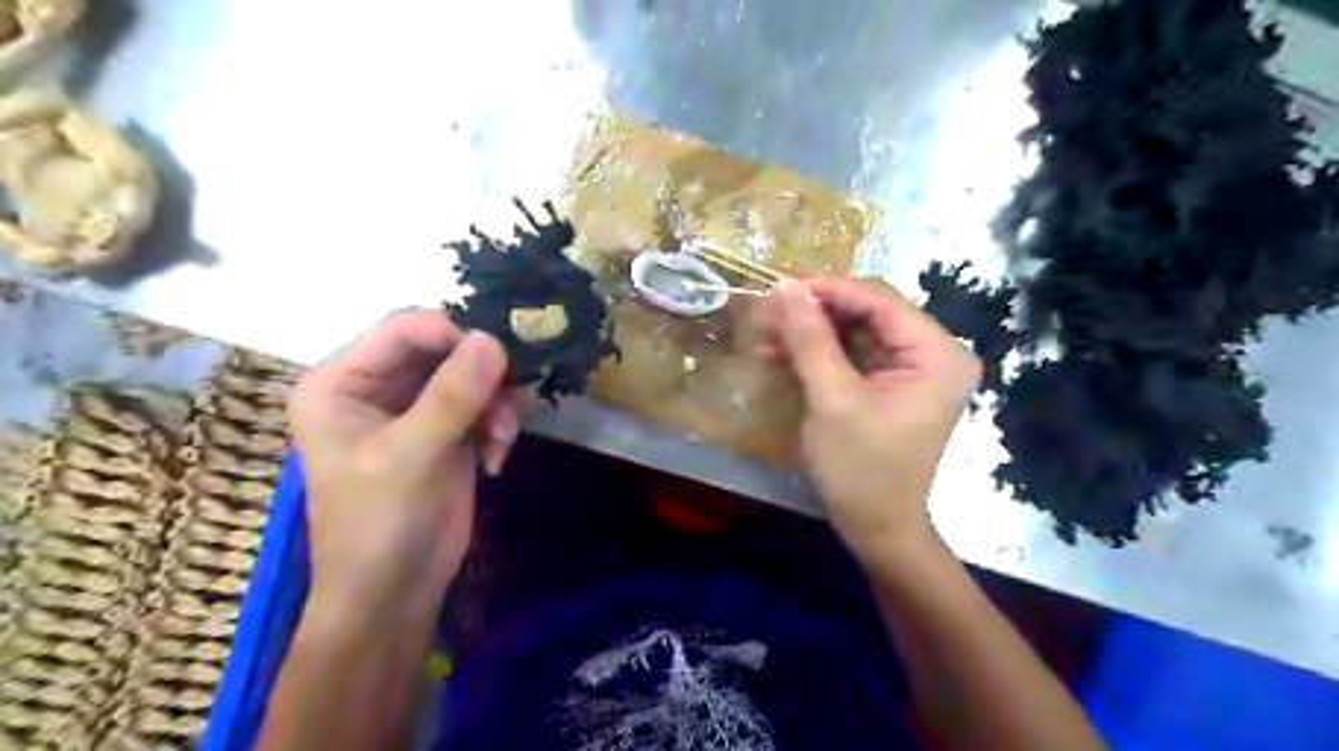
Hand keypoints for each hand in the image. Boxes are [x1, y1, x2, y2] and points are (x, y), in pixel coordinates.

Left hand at [289, 312, 516, 608]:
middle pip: (442, 349)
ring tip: (501, 440)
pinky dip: (496, 425)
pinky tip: (496, 459)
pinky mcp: (443, 430)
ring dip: (494, 404)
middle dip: (481, 377)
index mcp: (341, 382)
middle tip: (508, 404)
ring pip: (469, 375)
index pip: (404, 329)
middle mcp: (374, 387)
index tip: (497, 364)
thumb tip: (493, 339)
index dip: (454, 337)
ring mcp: (412, 409)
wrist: (395, 592)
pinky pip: (481, 404)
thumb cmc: (380, 524)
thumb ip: (452, 395)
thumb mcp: (412, 456)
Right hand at [759, 278, 979, 558]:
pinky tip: (779, 354)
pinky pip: (851, 354)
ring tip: (763, 337)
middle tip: (765, 315)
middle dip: (813, 313)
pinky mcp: (890, 383)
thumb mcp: (832, 401)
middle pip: (866, 312)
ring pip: (853, 330)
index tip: (778, 289)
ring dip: (809, 333)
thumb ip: (810, 340)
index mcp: (937, 353)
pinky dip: (817, 353)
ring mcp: (911, 368)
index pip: (879, 300)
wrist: (877, 528)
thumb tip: (785, 287)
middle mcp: (932, 352)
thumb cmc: (862, 470)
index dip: (827, 289)